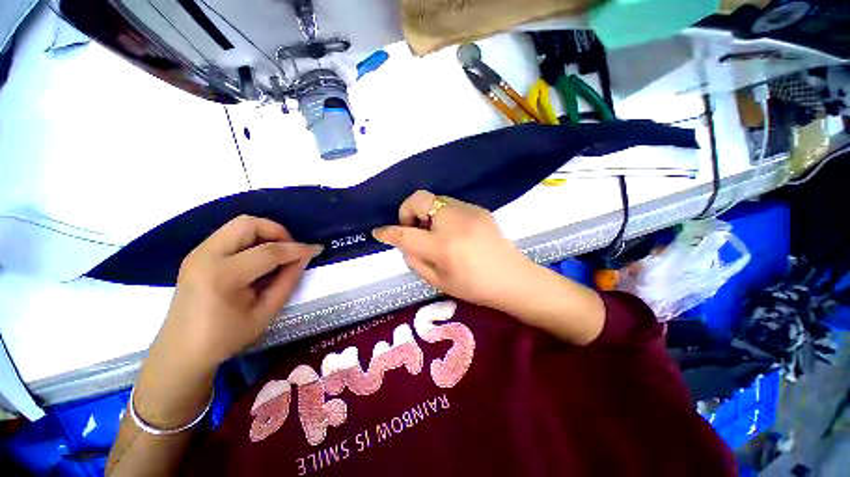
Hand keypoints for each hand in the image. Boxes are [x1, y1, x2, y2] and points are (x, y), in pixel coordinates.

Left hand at [159, 215, 321, 368]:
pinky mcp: (198, 254)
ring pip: (239, 224)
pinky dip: (252, 239)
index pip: (268, 251)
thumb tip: (303, 258)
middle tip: (291, 250)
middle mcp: (206, 256)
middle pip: (248, 224)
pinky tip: (259, 258)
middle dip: (278, 231)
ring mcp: (198, 252)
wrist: (181, 351)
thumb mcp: (265, 313)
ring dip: (265, 233)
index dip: (297, 249)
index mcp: (222, 276)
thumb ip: (287, 281)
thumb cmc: (225, 338)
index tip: (316, 250)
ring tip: (277, 254)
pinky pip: (231, 234)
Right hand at [372, 190, 534, 309]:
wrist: (513, 279)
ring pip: (434, 199)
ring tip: (434, 233)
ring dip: (426, 213)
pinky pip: (451, 205)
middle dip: (407, 211)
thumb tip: (405, 243)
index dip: (388, 232)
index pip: (405, 233)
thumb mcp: (438, 281)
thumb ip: (415, 261)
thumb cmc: (475, 287)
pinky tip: (452, 232)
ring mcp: (468, 211)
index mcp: (442, 245)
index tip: (378, 232)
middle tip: (414, 230)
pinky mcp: (479, 209)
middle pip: (418, 199)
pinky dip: (442, 215)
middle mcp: (453, 221)